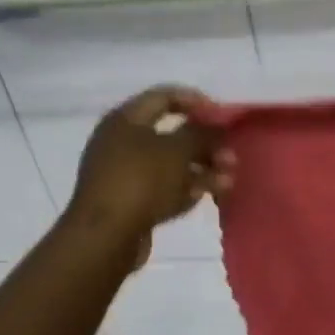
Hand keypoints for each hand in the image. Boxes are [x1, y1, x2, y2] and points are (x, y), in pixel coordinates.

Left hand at [65, 88, 234, 259]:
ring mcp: (124, 173)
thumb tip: (217, 126)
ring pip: (171, 164)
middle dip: (205, 144)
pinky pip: (163, 187)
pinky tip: (208, 196)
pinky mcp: (130, 201)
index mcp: (125, 119)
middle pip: (171, 134)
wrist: (105, 238)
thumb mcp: (177, 151)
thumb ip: (202, 134)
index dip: (196, 101)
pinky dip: (186, 188)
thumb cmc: (141, 182)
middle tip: (230, 156)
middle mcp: (121, 141)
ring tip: (228, 180)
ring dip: (202, 169)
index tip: (223, 116)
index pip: (164, 96)